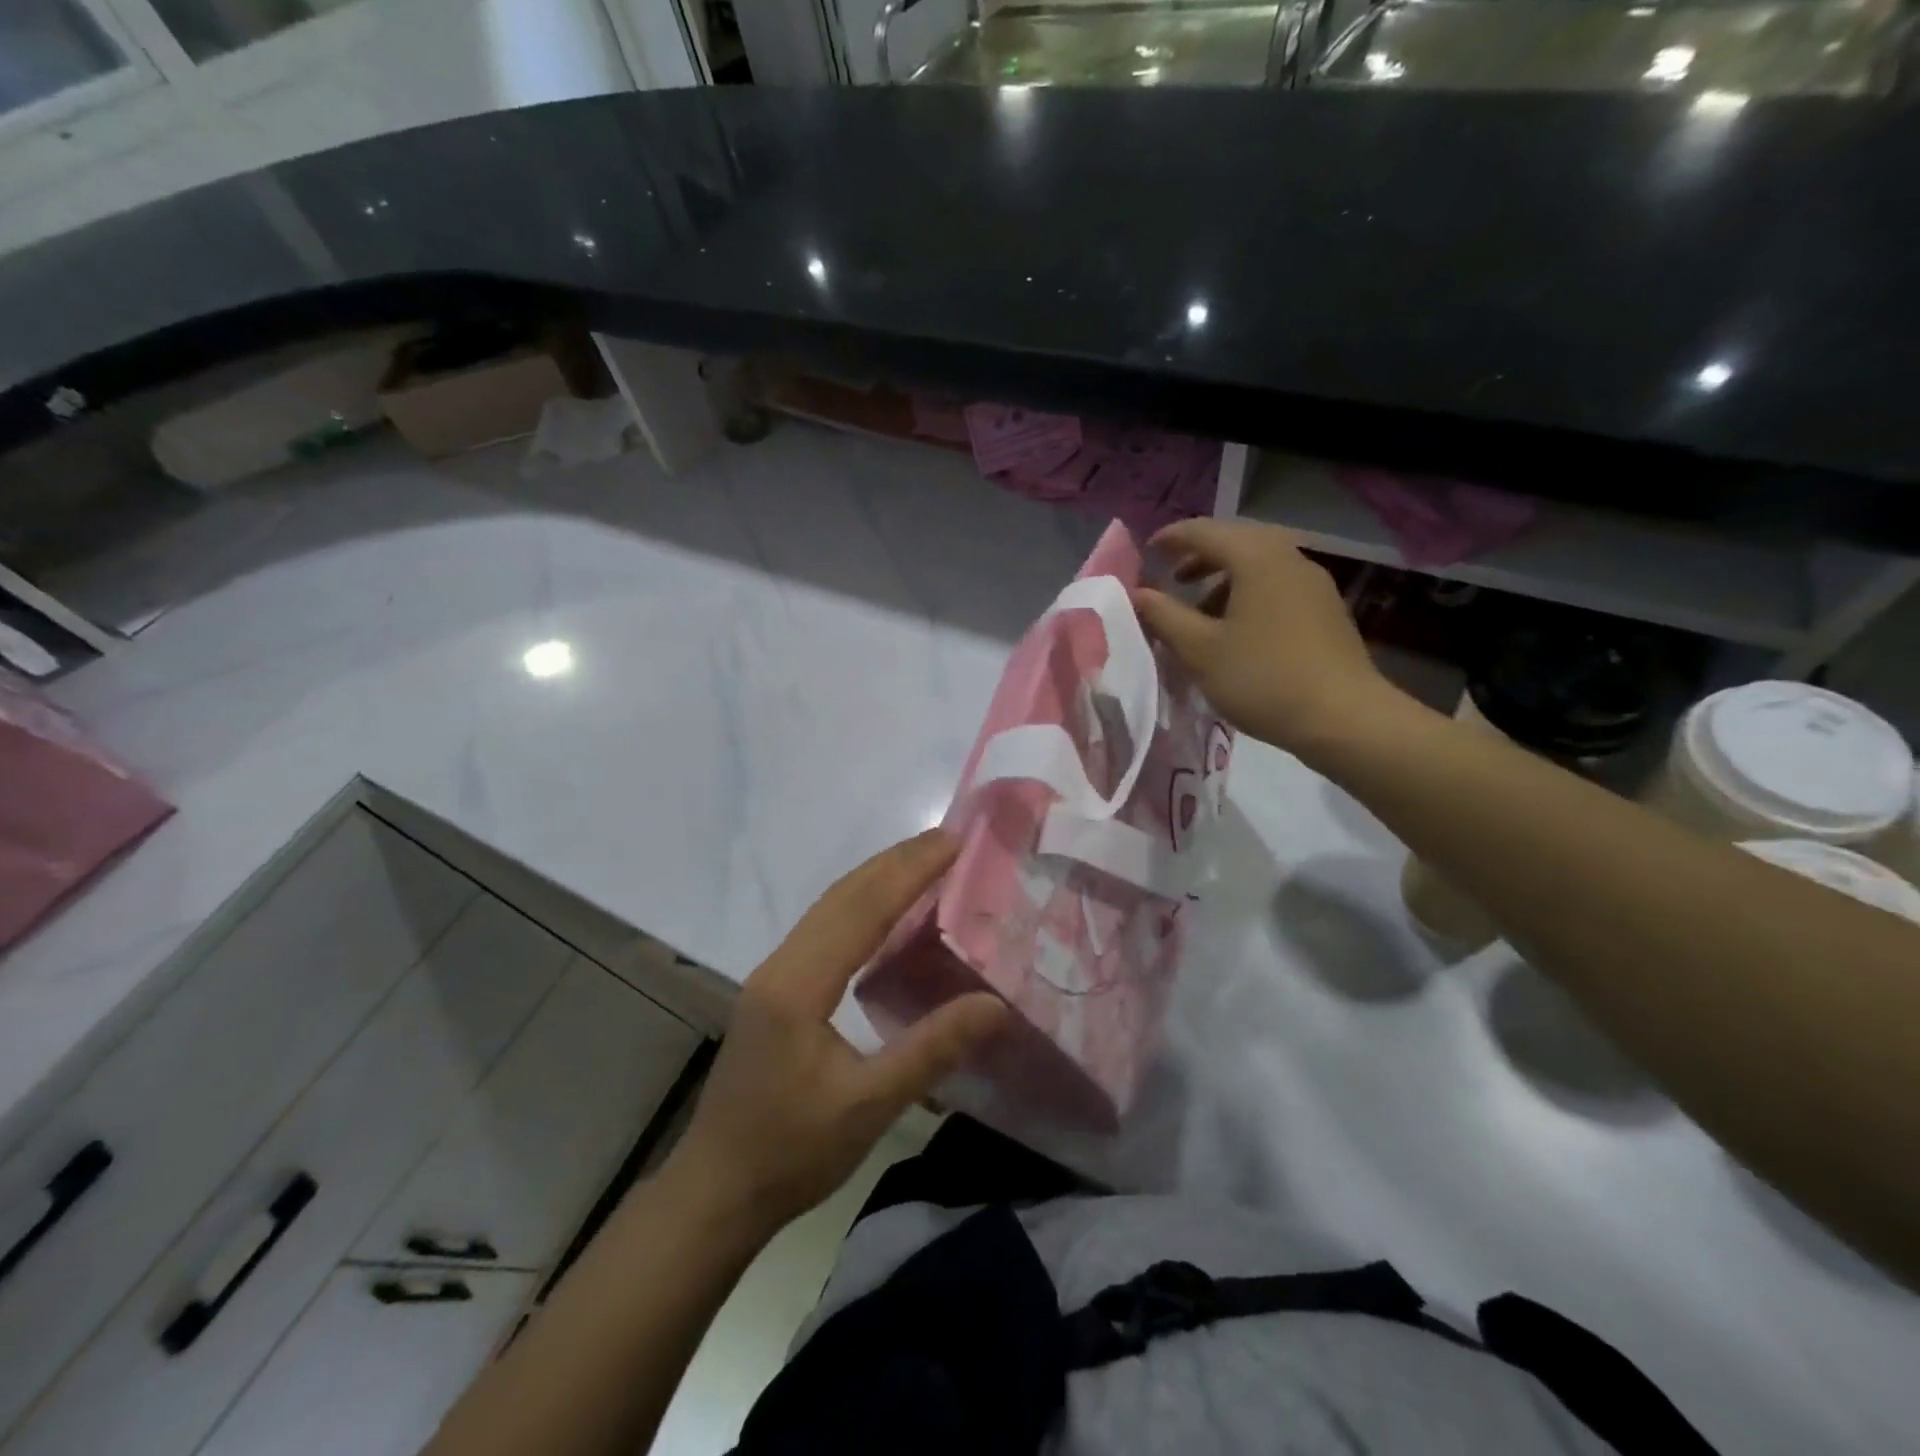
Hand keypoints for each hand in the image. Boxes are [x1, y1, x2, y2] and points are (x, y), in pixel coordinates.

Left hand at [662, 830, 1007, 1237]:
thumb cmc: (791, 1153)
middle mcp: (781, 966)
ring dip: (876, 878)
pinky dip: (860, 906)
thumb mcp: (869, 1107)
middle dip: (895, 862)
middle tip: (947, 840)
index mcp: (799, 985)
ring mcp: (772, 976)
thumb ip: (931, 1050)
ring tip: (923, 861)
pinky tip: (884, 913)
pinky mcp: (774, 990)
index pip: (862, 910)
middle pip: (842, 896)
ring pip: (829, 908)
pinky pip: (822, 929)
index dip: (909, 872)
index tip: (952, 843)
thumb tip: (996, 1005)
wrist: (715, 1190)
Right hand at [1133, 518, 1400, 756]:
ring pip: (1258, 564)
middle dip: (1199, 556)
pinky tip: (1235, 628)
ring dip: (1223, 577)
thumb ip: (1164, 616)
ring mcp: (1313, 583)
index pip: (1204, 531)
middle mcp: (1288, 557)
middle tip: (1171, 578)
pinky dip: (1248, 592)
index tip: (1146, 553)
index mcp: (1256, 558)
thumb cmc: (1262, 678)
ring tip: (1198, 609)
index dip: (1170, 539)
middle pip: (1236, 541)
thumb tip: (1137, 594)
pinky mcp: (1325, 609)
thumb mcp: (1200, 650)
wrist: (1343, 717)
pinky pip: (1277, 584)